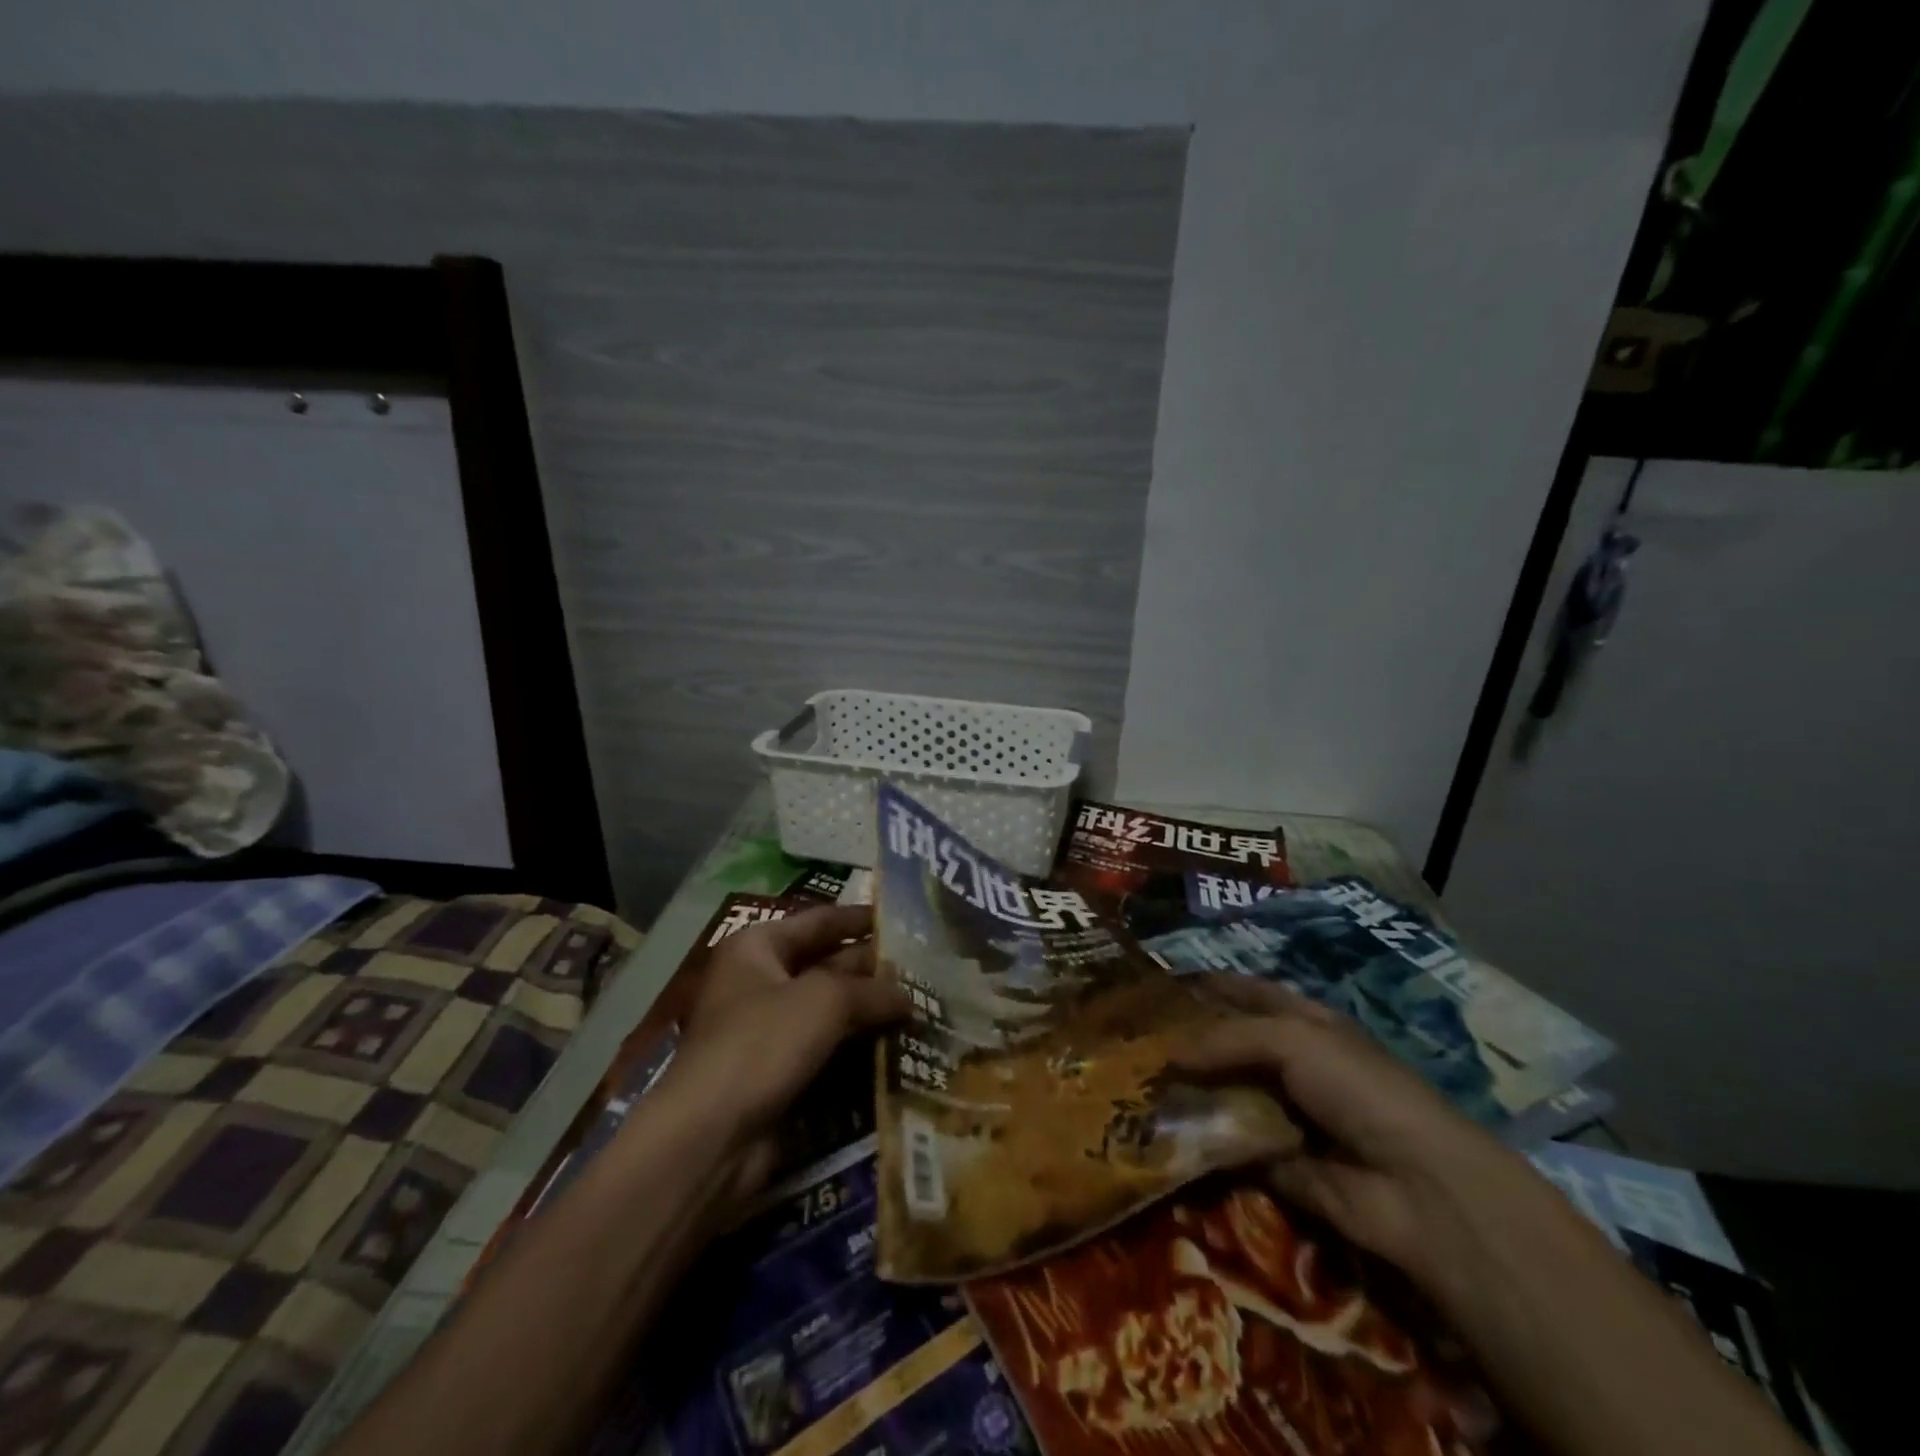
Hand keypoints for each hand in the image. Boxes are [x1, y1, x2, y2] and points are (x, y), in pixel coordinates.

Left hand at [655, 904, 908, 1205]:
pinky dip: (857, 1046)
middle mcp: (760, 981)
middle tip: (925, 968)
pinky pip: (826, 1048)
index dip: (860, 918)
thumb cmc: (762, 1042)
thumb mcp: (824, 1000)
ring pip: (829, 1010)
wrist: (711, 1136)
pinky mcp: (778, 1072)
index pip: (819, 920)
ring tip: (922, 1005)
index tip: (903, 919)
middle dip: (872, 968)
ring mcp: (767, 1029)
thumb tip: (907, 997)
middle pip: (826, 964)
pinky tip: (897, 1045)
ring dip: (869, 1010)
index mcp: (758, 947)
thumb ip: (871, 990)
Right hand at [1169, 975, 1545, 1294]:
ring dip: (1188, 1092)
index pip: (1248, 994)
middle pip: (1230, 1045)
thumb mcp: (1292, 1039)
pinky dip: (1199, 1141)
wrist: (1417, 1187)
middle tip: (1133, 1039)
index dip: (1209, 986)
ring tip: (1134, 1083)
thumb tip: (1169, 1054)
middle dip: (1188, 1041)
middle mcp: (1293, 1065)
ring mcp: (1285, 1114)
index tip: (1159, 985)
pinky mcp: (1276, 1164)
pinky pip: (1228, 1146)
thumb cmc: (1359, 1088)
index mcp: (1304, 1023)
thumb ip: (1226, 1038)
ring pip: (1225, 1094)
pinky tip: (1156, 1131)